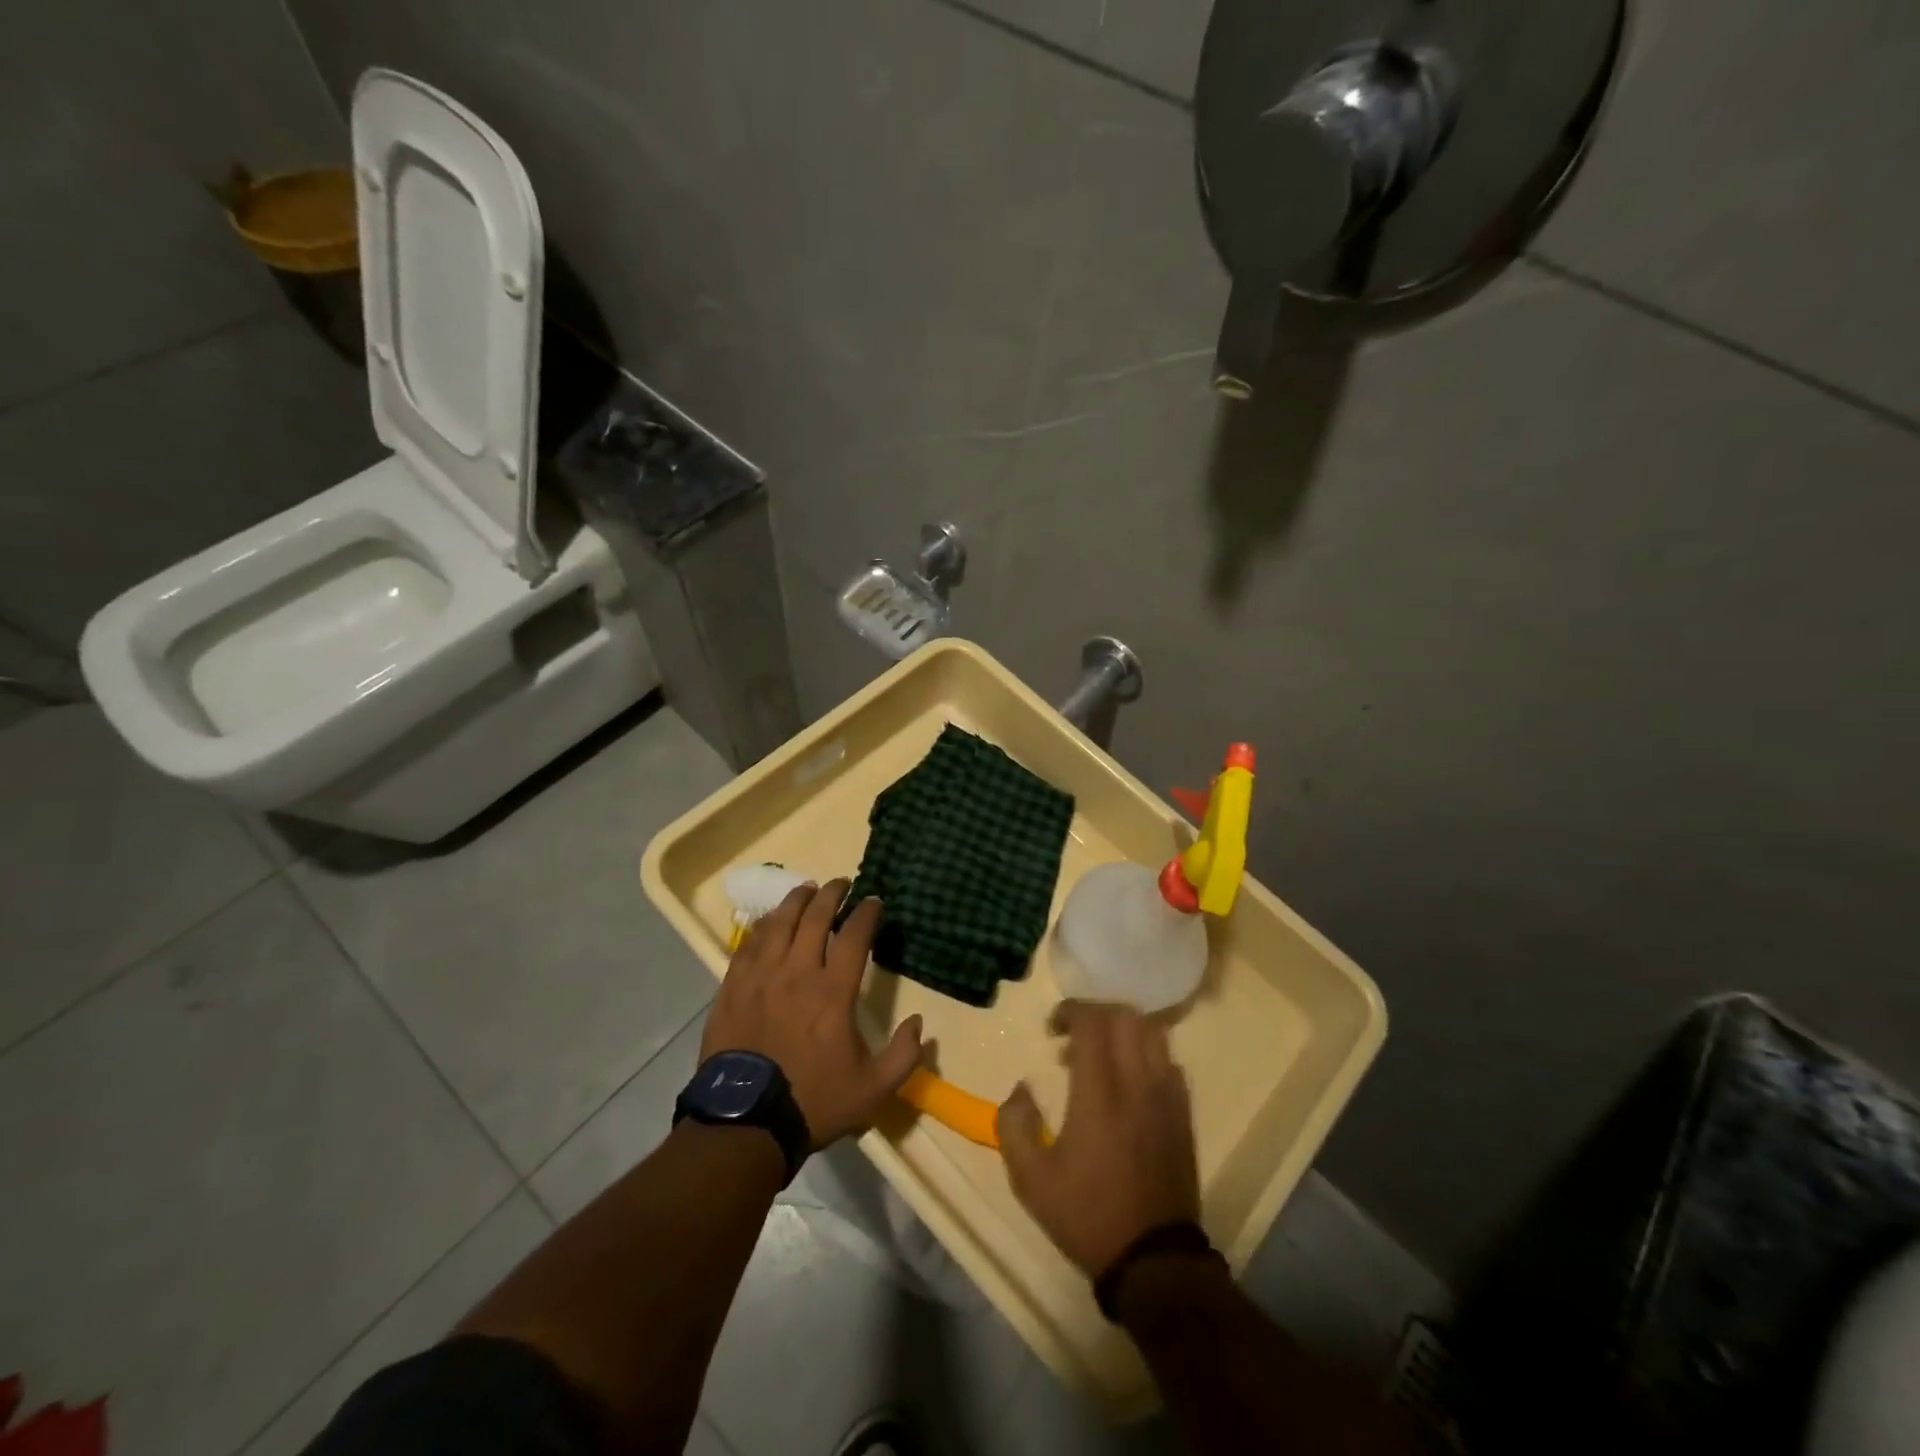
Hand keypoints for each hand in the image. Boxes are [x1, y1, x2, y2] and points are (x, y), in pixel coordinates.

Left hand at [702, 879, 923, 1149]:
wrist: (745, 1123)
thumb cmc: (813, 1101)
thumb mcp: (873, 1090)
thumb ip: (904, 1056)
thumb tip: (920, 1023)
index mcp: (832, 991)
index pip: (854, 935)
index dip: (867, 912)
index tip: (874, 901)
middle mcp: (796, 973)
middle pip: (814, 917)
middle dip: (832, 893)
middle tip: (842, 883)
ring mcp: (760, 977)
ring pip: (779, 923)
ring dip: (796, 901)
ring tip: (807, 890)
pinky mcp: (732, 988)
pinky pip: (748, 944)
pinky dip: (763, 927)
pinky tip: (770, 922)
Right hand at [998, 1001, 1200, 1277]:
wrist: (1153, 1260)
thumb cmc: (1087, 1215)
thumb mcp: (1030, 1180)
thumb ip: (1014, 1125)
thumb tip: (1021, 1089)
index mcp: (1099, 1094)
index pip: (1093, 1023)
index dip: (1070, 1011)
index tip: (1052, 1028)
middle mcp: (1137, 1084)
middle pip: (1126, 1016)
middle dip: (1096, 1013)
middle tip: (1073, 1035)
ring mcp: (1167, 1097)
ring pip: (1152, 1033)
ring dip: (1123, 1029)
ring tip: (1101, 1054)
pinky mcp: (1183, 1114)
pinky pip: (1169, 1060)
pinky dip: (1146, 1053)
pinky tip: (1129, 1080)